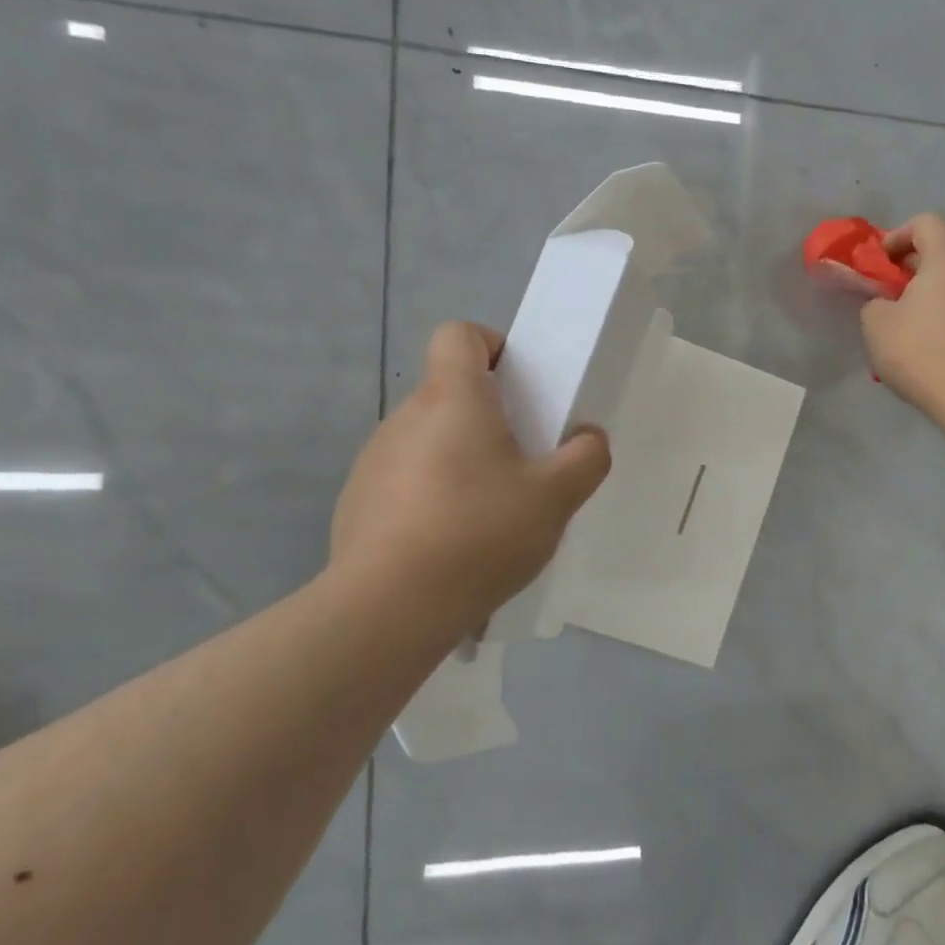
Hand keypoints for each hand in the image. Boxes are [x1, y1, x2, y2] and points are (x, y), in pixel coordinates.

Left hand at [326, 322, 610, 645]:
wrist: (389, 609)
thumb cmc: (479, 535)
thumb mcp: (556, 498)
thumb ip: (586, 458)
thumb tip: (587, 439)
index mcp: (453, 399)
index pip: (459, 334)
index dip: (491, 346)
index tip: (518, 385)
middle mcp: (405, 417)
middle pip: (449, 392)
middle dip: (488, 417)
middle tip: (522, 464)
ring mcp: (374, 460)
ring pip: (429, 440)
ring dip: (460, 460)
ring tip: (488, 516)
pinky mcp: (357, 502)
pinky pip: (405, 481)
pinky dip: (431, 497)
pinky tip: (449, 546)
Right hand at [860, 213, 944, 424]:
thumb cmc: (924, 351)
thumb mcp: (877, 326)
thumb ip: (875, 303)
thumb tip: (887, 303)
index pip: (926, 222)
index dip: (899, 236)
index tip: (883, 263)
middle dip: (918, 271)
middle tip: (896, 300)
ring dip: (941, 297)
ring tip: (920, 331)